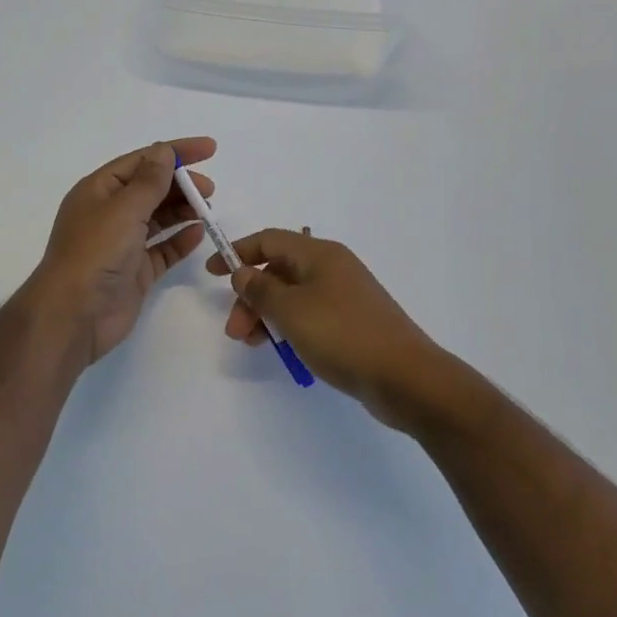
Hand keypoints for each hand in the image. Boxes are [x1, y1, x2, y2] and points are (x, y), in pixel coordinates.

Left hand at [28, 137, 216, 364]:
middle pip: (151, 189)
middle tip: (210, 190)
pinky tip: (199, 234)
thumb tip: (164, 151)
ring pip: (158, 219)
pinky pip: (162, 249)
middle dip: (181, 184)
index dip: (175, 152)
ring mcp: (122, 244)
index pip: (141, 161)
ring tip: (208, 210)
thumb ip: (150, 181)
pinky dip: (180, 240)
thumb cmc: (95, 252)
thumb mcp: (124, 208)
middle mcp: (109, 214)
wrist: (74, 314)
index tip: (210, 149)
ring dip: (183, 210)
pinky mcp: (134, 271)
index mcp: (99, 190)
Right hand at [207, 230, 479, 432]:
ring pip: (292, 295)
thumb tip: (243, 272)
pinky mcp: (352, 321)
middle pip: (278, 270)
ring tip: (251, 344)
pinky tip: (281, 348)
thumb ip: (260, 289)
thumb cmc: (342, 334)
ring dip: (266, 314)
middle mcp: (332, 267)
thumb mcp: (291, 310)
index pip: (269, 240)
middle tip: (234, 330)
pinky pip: (309, 314)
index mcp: (319, 254)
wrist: (405, 377)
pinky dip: (288, 325)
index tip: (211, 272)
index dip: (237, 252)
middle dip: (250, 296)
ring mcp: (344, 295)